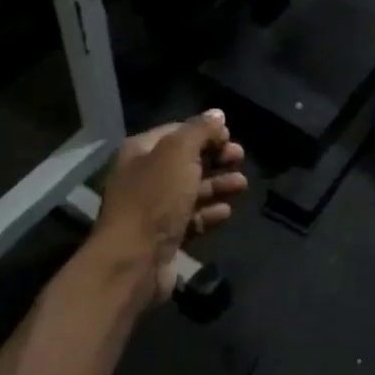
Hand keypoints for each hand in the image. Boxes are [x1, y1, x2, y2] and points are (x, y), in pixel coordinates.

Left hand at [97, 111, 247, 302]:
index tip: (230, 136)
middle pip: (185, 161)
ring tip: (242, 185)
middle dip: (215, 158)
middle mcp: (144, 177)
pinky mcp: (165, 237)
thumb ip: (199, 131)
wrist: (133, 260)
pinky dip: (209, 213)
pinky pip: (191, 219)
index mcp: (140, 151)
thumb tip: (217, 114)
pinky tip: (226, 212)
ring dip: (217, 185)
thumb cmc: (155, 199)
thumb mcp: (178, 154)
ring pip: (191, 191)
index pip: (176, 132)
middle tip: (240, 158)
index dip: (204, 132)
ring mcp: (154, 209)